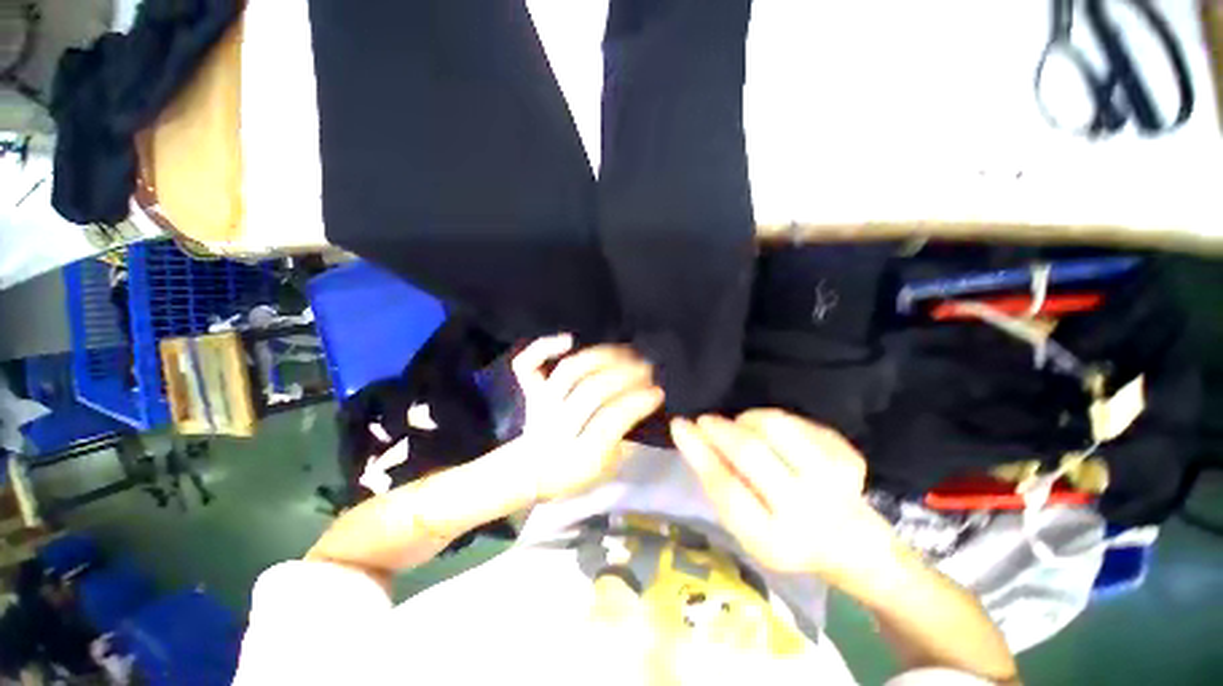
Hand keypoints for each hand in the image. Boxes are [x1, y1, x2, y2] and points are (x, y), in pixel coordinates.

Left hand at [512, 335, 664, 500]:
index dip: (637, 402)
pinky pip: (527, 365)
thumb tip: (642, 407)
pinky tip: (569, 339)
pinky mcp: (530, 391)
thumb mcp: (607, 469)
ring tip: (626, 352)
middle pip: (592, 391)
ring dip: (601, 357)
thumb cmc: (574, 472)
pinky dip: (544, 347)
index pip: (612, 420)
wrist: (529, 472)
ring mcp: (541, 404)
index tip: (658, 391)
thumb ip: (625, 441)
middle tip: (647, 368)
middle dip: (625, 375)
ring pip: (569, 371)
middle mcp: (558, 425)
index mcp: (580, 454)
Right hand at [670, 410, 894, 579]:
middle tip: (706, 421)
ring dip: (747, 420)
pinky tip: (774, 439)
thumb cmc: (782, 534)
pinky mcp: (848, 457)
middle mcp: (808, 512)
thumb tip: (690, 434)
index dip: (698, 451)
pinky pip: (796, 421)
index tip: (680, 425)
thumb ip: (718, 483)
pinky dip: (773, 423)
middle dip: (719, 428)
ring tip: (742, 429)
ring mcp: (835, 481)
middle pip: (751, 452)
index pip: (726, 488)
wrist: (851, 543)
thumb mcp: (744, 524)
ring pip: (775, 426)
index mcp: (773, 540)